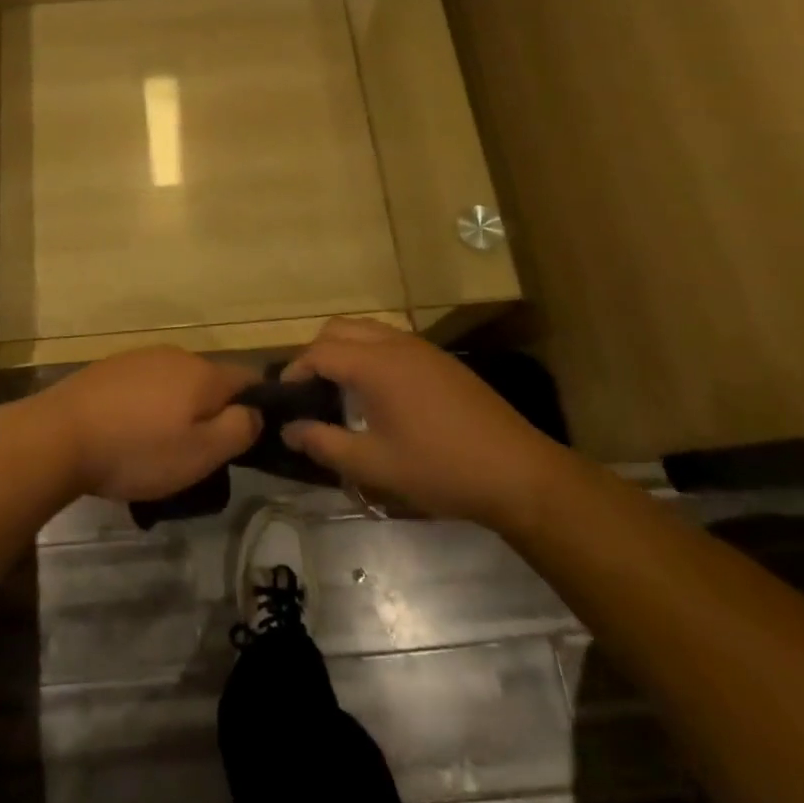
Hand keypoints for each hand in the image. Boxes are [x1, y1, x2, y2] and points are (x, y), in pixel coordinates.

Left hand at [36, 346, 262, 502]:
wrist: (59, 435)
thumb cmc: (137, 450)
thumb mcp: (201, 454)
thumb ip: (239, 429)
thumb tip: (255, 412)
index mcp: (202, 372)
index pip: (248, 379)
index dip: (257, 407)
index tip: (247, 439)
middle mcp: (175, 354)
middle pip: (209, 382)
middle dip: (212, 412)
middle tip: (201, 454)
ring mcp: (138, 358)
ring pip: (175, 384)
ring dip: (177, 410)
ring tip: (161, 449)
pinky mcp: (109, 368)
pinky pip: (144, 387)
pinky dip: (146, 408)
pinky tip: (129, 434)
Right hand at [279, 317, 569, 528]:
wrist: (519, 473)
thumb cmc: (440, 468)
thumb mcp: (375, 465)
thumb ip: (325, 444)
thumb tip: (290, 430)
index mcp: (376, 364)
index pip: (319, 352)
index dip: (295, 371)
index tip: (284, 397)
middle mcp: (395, 344)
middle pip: (339, 329)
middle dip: (316, 352)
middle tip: (310, 391)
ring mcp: (422, 348)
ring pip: (366, 330)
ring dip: (344, 349)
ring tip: (339, 390)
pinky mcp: (441, 361)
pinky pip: (391, 341)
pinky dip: (370, 353)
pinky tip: (379, 394)